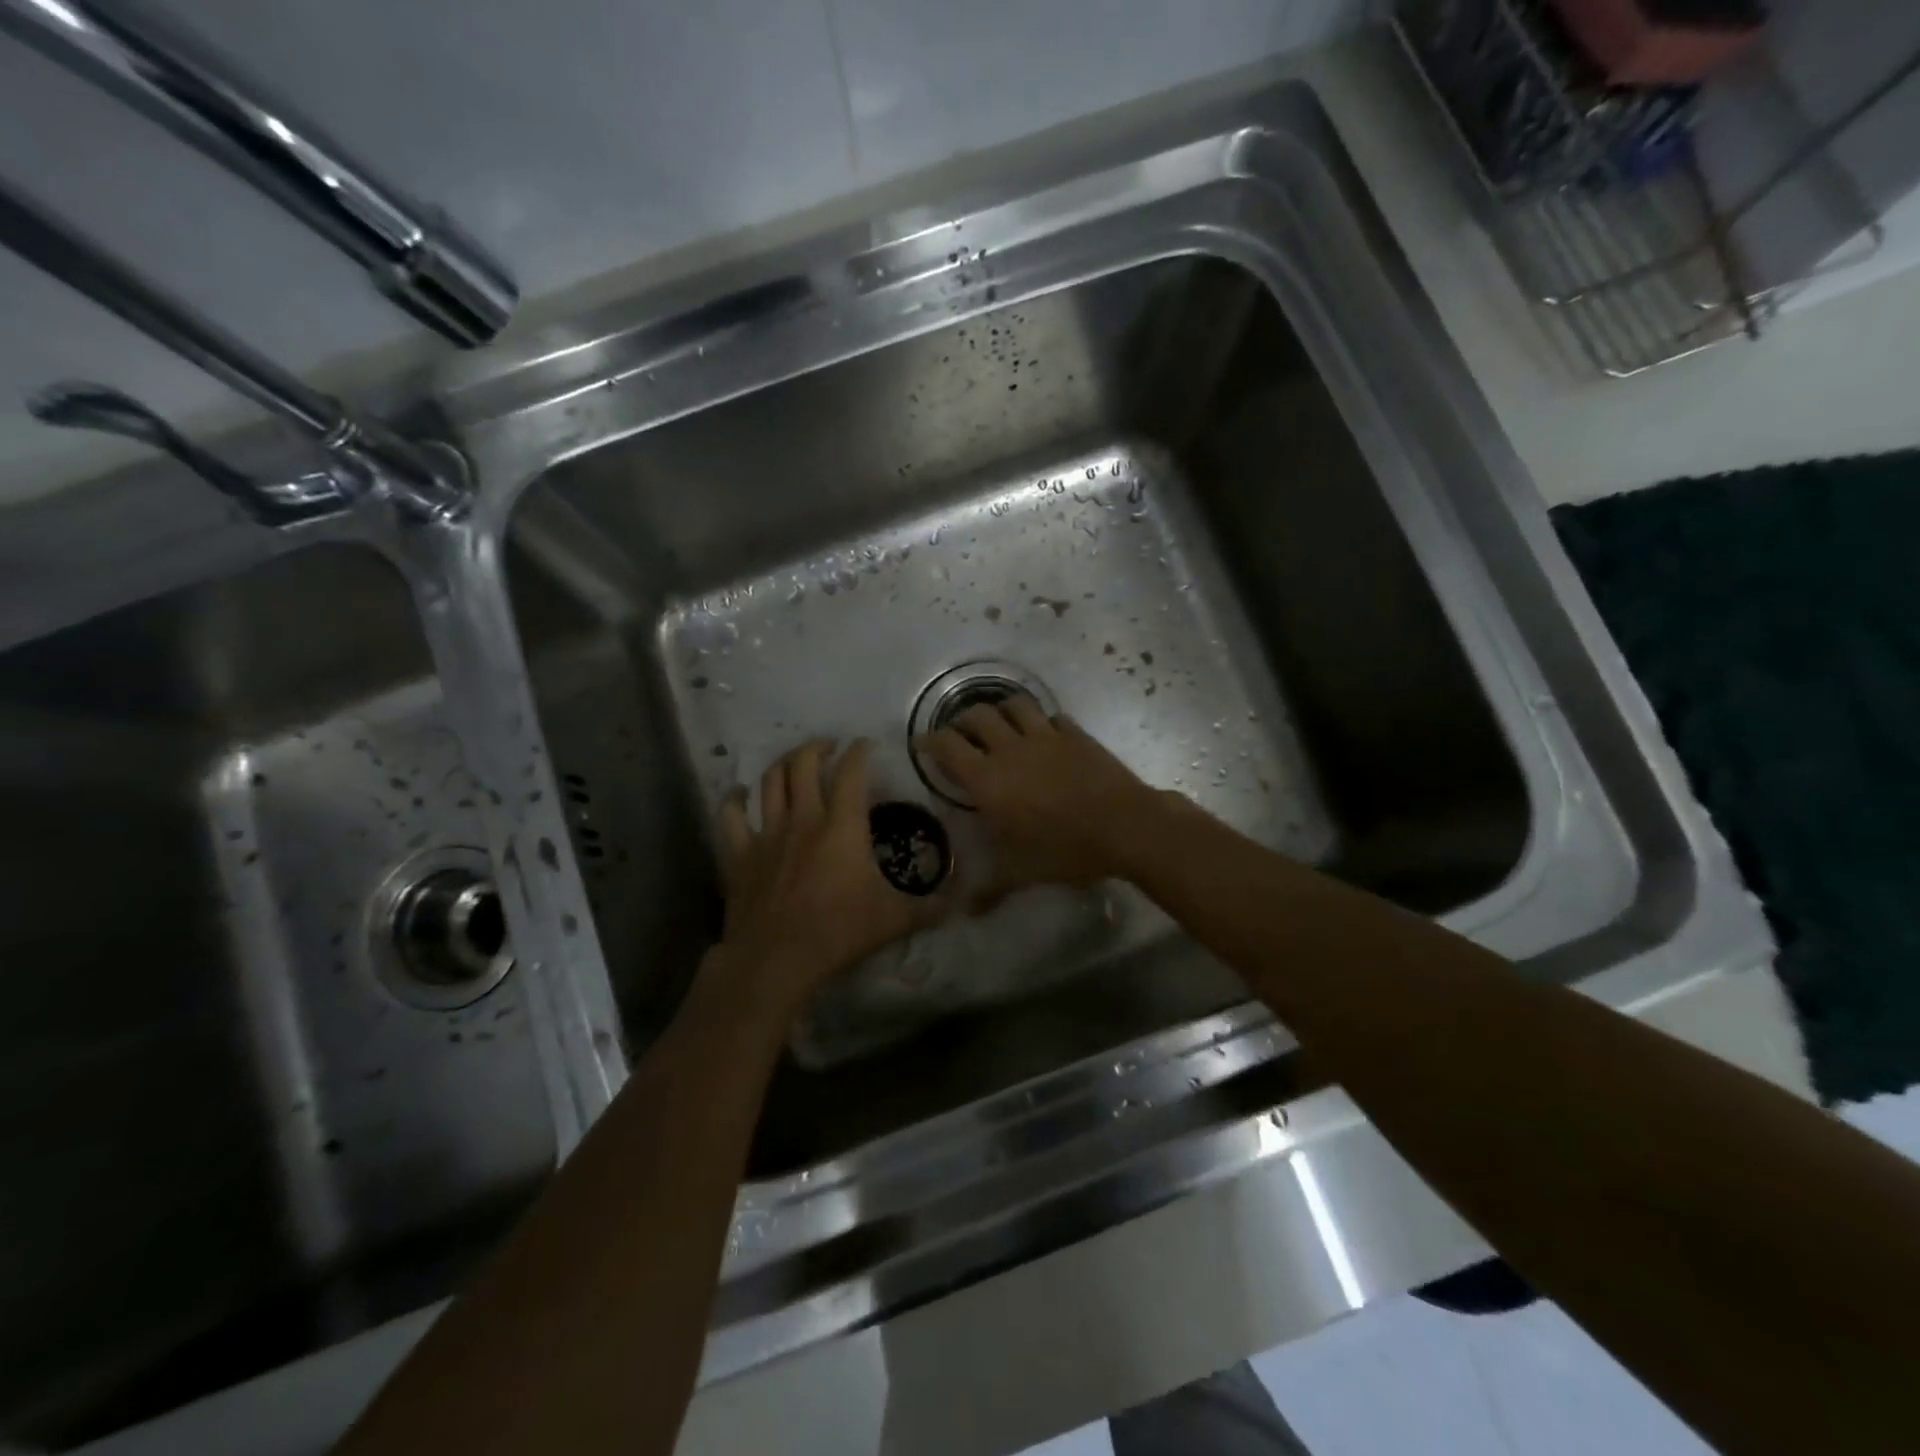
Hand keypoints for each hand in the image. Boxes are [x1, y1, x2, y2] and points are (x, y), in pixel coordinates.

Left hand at [711, 738, 949, 1020]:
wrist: (776, 959)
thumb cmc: (839, 932)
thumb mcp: (895, 920)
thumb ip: (932, 907)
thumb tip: (962, 900)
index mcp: (842, 826)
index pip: (852, 772)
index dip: (860, 751)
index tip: (867, 745)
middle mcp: (804, 818)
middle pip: (804, 764)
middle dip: (817, 747)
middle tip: (830, 748)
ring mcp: (767, 833)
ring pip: (770, 781)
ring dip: (783, 764)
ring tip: (795, 763)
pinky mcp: (741, 853)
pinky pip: (732, 815)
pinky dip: (736, 799)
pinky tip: (741, 794)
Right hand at [915, 698, 1170, 906]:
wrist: (1123, 826)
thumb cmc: (1064, 849)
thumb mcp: (1023, 873)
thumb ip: (992, 888)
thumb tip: (968, 912)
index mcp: (987, 779)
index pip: (947, 746)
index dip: (930, 741)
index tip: (921, 744)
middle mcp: (1010, 749)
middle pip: (976, 716)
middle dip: (962, 722)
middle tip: (960, 735)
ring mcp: (1044, 736)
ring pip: (1013, 705)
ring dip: (1000, 710)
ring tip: (999, 723)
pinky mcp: (1074, 734)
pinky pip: (1052, 717)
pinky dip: (1042, 721)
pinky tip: (1044, 733)